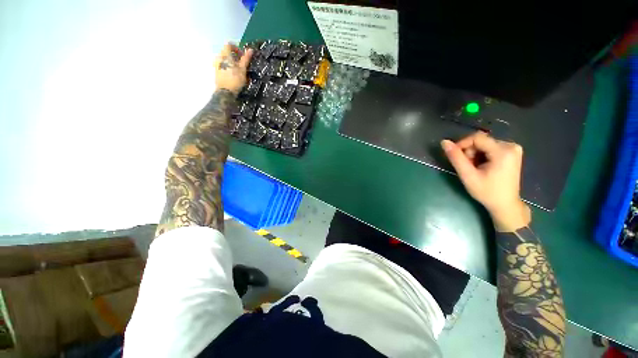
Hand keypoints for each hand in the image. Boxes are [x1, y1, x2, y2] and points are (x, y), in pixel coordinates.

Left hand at [214, 43, 253, 95]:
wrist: (225, 92)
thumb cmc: (235, 80)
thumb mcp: (243, 69)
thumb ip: (246, 59)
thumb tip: (251, 49)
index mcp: (225, 54)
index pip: (229, 44)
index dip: (236, 48)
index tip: (242, 55)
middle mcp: (218, 57)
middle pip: (226, 52)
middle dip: (234, 56)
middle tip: (241, 63)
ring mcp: (216, 64)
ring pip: (224, 59)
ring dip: (231, 62)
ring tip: (237, 70)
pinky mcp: (216, 71)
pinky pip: (222, 65)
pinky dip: (228, 67)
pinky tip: (233, 74)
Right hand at [441, 131, 530, 231]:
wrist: (505, 204)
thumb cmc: (486, 192)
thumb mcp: (468, 175)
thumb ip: (456, 158)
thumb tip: (444, 142)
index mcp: (503, 151)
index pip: (476, 138)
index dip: (462, 144)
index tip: (454, 156)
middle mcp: (511, 145)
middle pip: (481, 141)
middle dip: (469, 152)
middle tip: (466, 167)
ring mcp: (513, 149)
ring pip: (484, 144)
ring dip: (474, 155)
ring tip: (473, 168)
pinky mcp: (512, 153)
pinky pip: (490, 148)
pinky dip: (482, 156)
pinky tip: (481, 167)